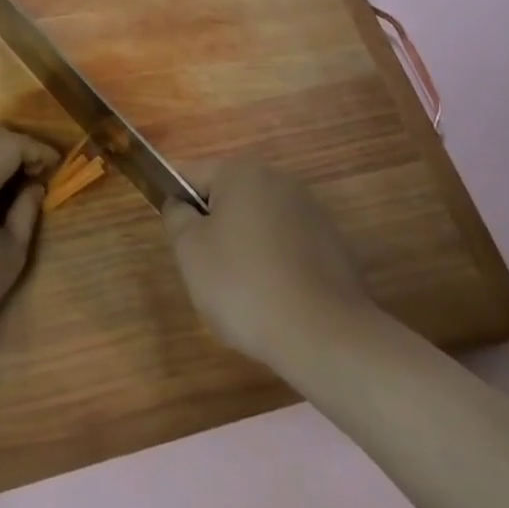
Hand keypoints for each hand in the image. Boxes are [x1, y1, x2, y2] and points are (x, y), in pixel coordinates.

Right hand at [162, 156, 370, 365]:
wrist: (325, 336)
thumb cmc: (244, 286)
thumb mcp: (189, 250)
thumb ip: (176, 216)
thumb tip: (182, 205)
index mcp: (241, 172)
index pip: (191, 176)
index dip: (177, 207)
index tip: (181, 246)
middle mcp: (278, 179)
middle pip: (227, 198)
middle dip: (214, 229)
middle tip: (208, 272)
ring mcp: (310, 211)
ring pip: (257, 223)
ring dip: (245, 248)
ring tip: (245, 293)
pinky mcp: (332, 243)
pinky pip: (286, 246)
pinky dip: (275, 265)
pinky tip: (276, 299)